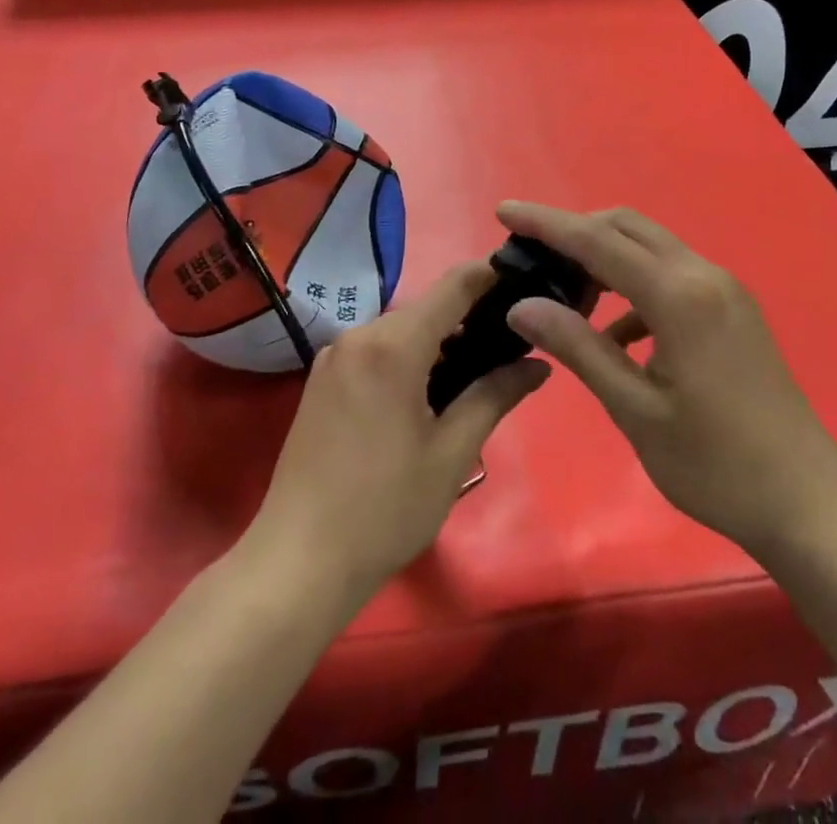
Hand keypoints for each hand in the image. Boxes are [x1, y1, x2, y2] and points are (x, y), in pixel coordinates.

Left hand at [247, 264, 550, 603]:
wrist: (298, 560)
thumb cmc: (384, 508)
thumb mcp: (451, 454)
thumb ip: (494, 396)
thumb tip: (538, 364)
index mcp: (393, 345)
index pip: (453, 286)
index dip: (491, 276)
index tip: (527, 281)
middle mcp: (359, 335)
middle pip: (426, 309)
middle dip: (469, 318)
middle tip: (511, 344)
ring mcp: (334, 356)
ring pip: (400, 330)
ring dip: (438, 341)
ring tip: (478, 372)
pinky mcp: (321, 379)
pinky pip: (375, 350)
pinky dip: (407, 357)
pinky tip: (429, 393)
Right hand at [499, 202, 836, 559]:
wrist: (807, 502)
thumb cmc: (715, 465)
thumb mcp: (635, 410)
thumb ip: (578, 347)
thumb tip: (522, 306)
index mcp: (679, 296)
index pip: (597, 241)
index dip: (546, 223)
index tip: (503, 210)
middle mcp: (704, 275)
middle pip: (626, 228)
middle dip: (575, 230)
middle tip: (530, 254)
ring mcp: (724, 290)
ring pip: (650, 248)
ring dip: (605, 256)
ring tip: (563, 292)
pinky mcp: (732, 310)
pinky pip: (671, 276)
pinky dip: (634, 288)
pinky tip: (615, 335)